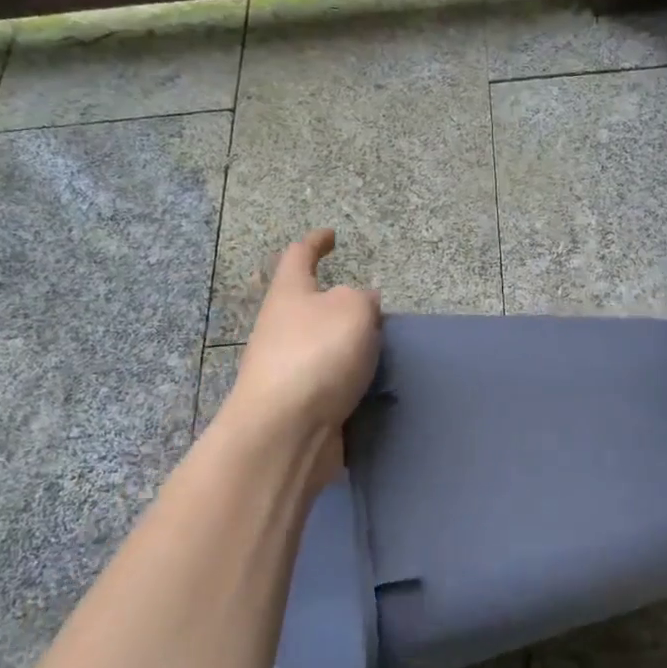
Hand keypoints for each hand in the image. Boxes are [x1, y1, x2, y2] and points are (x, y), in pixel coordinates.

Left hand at [224, 229, 380, 455]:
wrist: (286, 432)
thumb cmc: (316, 355)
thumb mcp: (353, 308)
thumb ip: (363, 299)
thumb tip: (363, 303)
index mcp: (290, 294)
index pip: (299, 255)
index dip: (316, 242)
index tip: (331, 235)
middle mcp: (282, 327)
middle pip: (312, 305)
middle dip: (341, 305)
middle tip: (375, 310)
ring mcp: (287, 368)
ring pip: (324, 345)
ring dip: (349, 345)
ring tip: (384, 349)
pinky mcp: (299, 404)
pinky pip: (331, 381)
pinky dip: (351, 378)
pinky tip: (375, 385)